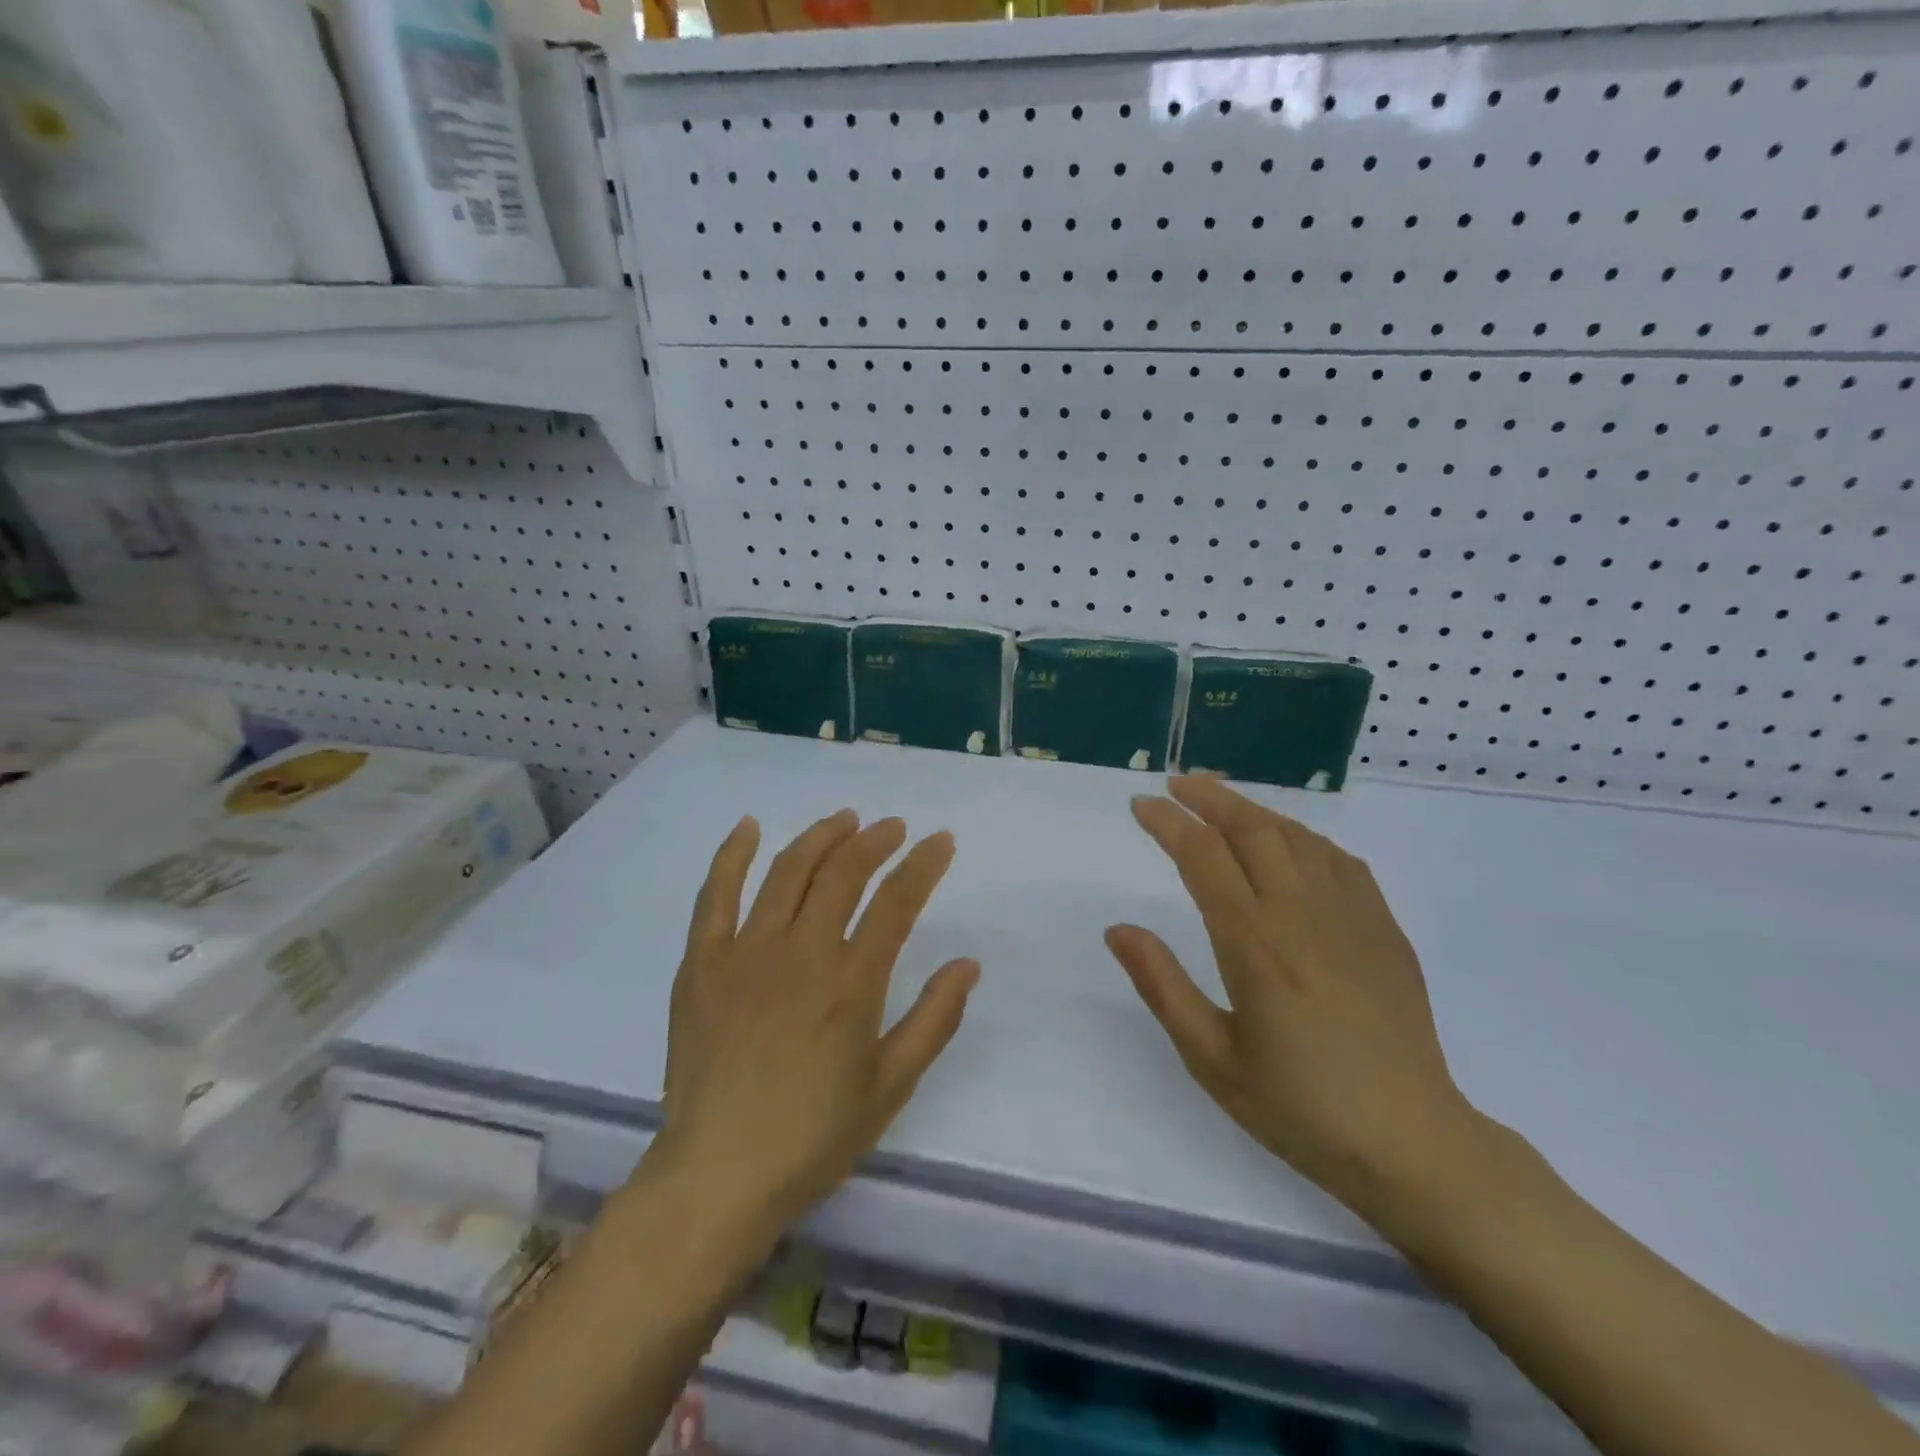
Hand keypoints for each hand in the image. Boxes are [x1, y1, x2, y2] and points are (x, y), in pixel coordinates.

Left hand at [648, 811, 979, 1239]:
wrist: (718, 1175)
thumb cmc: (814, 1136)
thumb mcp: (891, 1085)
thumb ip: (934, 1019)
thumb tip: (967, 963)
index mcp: (852, 982)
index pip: (897, 901)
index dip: (924, 864)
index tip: (941, 841)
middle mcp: (801, 952)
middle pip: (843, 872)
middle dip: (876, 840)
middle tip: (894, 828)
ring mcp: (745, 952)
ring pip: (787, 871)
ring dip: (820, 836)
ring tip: (844, 821)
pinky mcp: (702, 963)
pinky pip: (715, 894)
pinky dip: (733, 855)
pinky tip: (750, 827)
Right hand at [1106, 777, 1480, 1227]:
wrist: (1412, 1145)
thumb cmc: (1300, 1108)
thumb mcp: (1213, 1059)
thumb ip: (1162, 986)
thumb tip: (1118, 929)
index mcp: (1255, 945)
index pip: (1203, 857)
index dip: (1168, 824)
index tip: (1141, 805)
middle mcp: (1302, 915)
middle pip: (1252, 829)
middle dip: (1209, 797)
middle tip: (1176, 784)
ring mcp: (1351, 917)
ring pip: (1297, 836)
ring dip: (1253, 809)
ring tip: (1221, 800)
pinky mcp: (1383, 930)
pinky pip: (1340, 860)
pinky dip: (1303, 836)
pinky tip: (1290, 841)